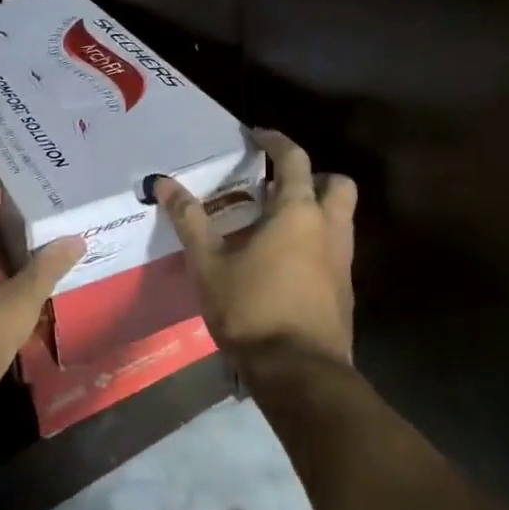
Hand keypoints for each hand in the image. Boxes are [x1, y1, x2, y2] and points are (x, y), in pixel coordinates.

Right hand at [158, 130, 356, 372]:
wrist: (299, 373)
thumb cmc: (251, 310)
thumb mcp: (208, 264)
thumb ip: (189, 220)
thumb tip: (163, 183)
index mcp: (297, 213)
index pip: (294, 159)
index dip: (275, 141)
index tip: (256, 135)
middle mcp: (329, 228)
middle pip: (336, 184)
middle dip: (313, 176)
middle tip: (277, 186)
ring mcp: (343, 260)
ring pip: (340, 217)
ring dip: (316, 209)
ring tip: (274, 224)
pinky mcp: (345, 289)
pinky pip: (335, 248)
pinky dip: (316, 241)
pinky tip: (284, 262)